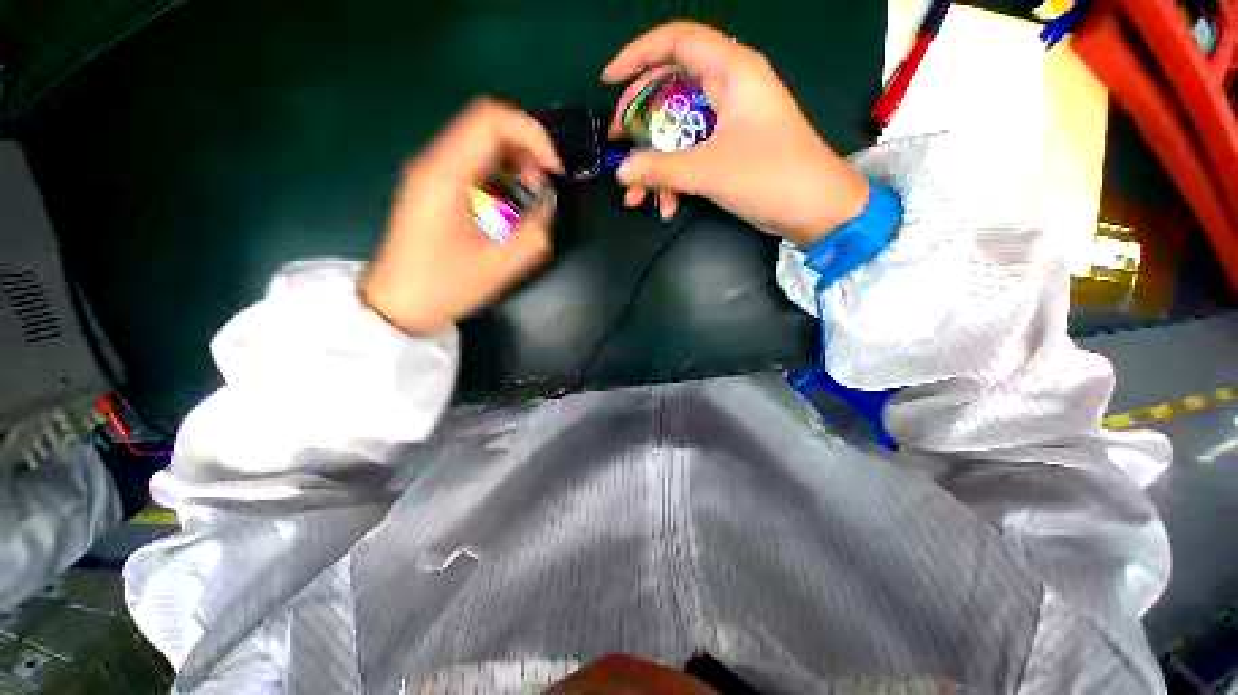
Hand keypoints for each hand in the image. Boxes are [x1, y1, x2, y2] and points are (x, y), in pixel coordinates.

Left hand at [359, 99, 563, 333]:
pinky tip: (510, 205)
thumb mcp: (502, 264)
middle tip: (543, 187)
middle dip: (527, 150)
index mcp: (446, 173)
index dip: (533, 134)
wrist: (399, 302)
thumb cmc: (445, 285)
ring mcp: (432, 172)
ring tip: (530, 198)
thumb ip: (536, 231)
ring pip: (482, 143)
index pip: (491, 119)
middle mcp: (435, 161)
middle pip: (488, 126)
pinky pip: (474, 164)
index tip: (556, 169)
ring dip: (516, 163)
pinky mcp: (435, 186)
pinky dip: (502, 175)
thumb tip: (548, 204)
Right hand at [603, 22, 869, 245]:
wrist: (815, 211)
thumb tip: (622, 170)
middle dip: (640, 119)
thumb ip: (661, 169)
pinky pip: (691, 154)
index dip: (637, 55)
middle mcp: (729, 88)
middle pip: (670, 89)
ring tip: (635, 196)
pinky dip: (675, 179)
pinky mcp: (729, 149)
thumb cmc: (771, 177)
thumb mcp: (710, 171)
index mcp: (732, 72)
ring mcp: (729, 122)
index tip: (608, 81)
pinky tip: (666, 206)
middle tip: (618, 143)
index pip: (677, 40)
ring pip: (678, 131)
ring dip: (654, 163)